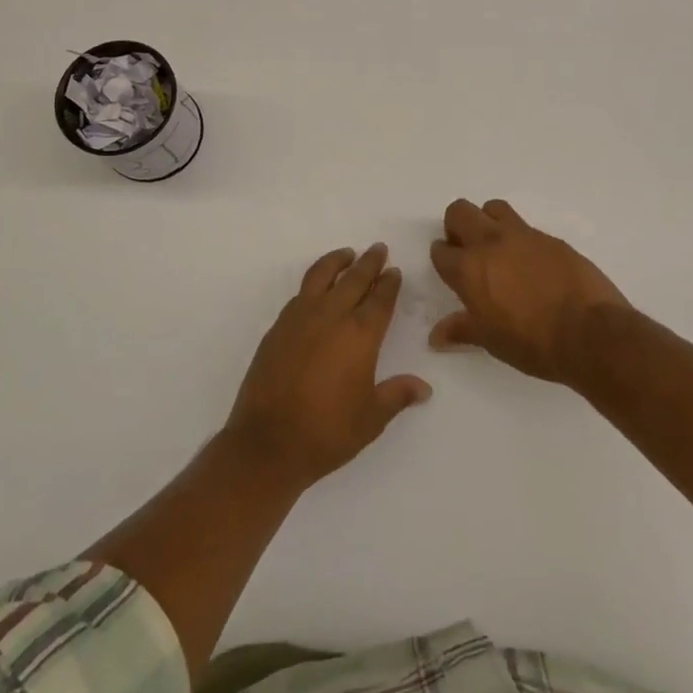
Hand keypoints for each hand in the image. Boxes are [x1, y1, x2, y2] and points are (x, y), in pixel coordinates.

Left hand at [224, 244, 431, 488]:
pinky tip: (316, 288)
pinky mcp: (277, 328)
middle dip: (369, 262)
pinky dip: (313, 282)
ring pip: (321, 276)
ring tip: (347, 254)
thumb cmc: (327, 432)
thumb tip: (424, 388)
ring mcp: (300, 319)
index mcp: (360, 335)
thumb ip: (397, 395)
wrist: (268, 443)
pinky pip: (300, 294)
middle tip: (378, 249)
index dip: (389, 283)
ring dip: (337, 261)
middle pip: (353, 279)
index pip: (380, 299)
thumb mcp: (371, 418)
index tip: (394, 270)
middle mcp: (331, 317)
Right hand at [428, 199, 630, 383]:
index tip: (451, 272)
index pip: (441, 251)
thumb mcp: (492, 341)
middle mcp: (491, 243)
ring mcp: (523, 236)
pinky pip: (526, 227)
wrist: (590, 333)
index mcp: (469, 269)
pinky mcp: (551, 238)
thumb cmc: (532, 343)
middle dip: (457, 227)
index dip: (443, 259)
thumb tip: (436, 336)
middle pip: (459, 212)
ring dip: (488, 222)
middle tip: (468, 252)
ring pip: (493, 208)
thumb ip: (462, 330)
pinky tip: (532, 264)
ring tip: (498, 250)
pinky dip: (520, 239)